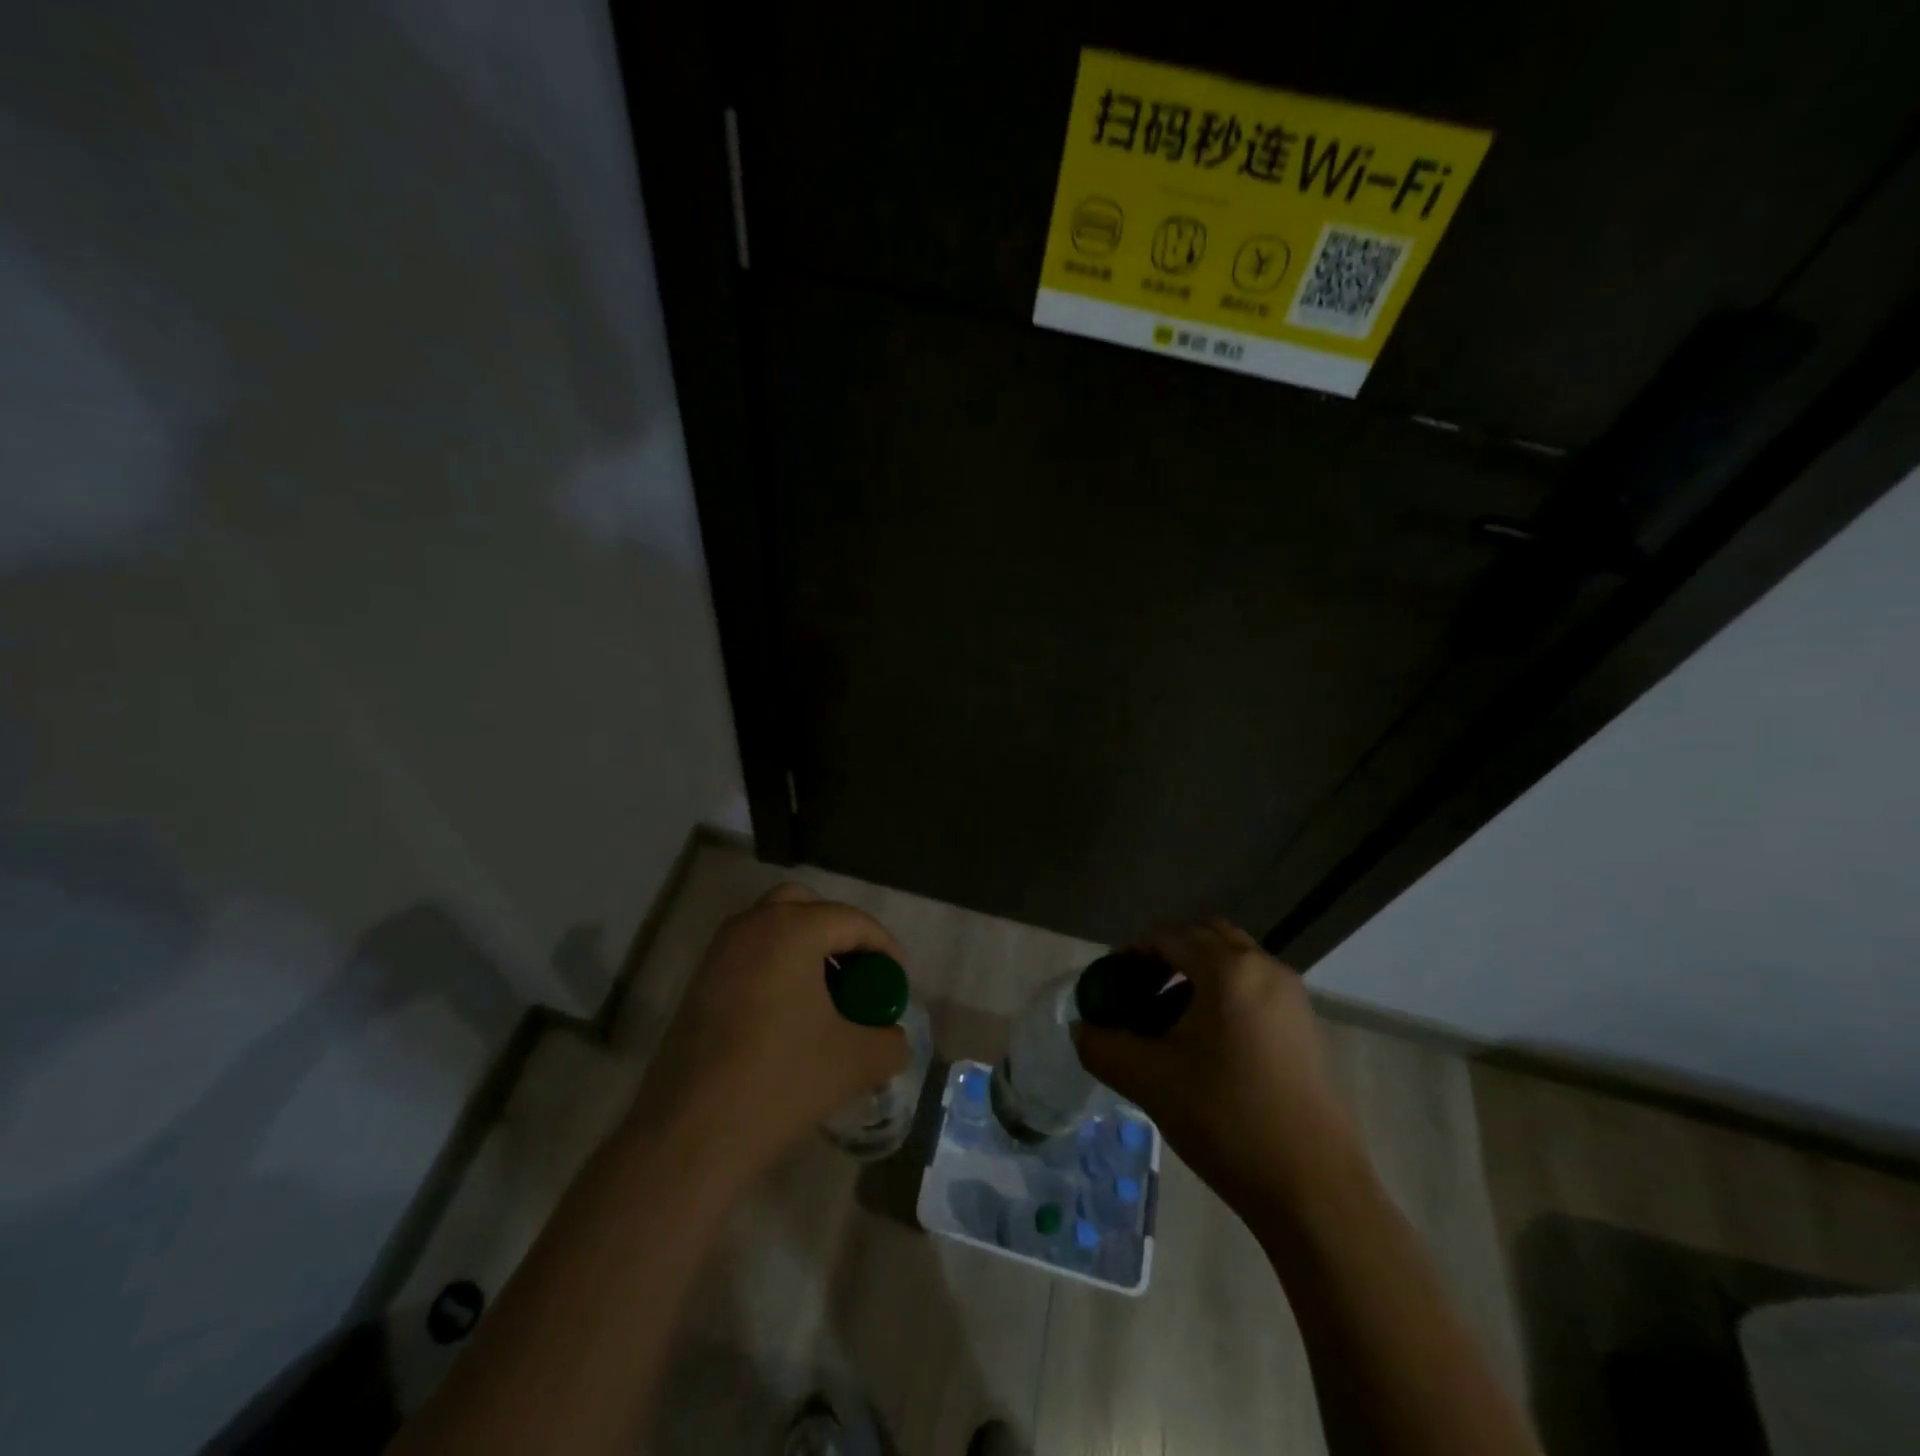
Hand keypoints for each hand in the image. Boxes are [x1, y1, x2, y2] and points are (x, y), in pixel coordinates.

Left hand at [628, 883, 909, 1177]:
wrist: (688, 1137)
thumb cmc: (779, 1082)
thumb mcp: (855, 1062)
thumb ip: (890, 1042)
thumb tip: (895, 1038)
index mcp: (791, 930)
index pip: (851, 920)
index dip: (883, 947)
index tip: (898, 981)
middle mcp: (751, 926)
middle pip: (805, 907)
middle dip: (838, 932)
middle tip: (860, 972)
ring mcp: (718, 953)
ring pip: (772, 928)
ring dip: (805, 949)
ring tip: (829, 996)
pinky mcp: (699, 984)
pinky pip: (750, 955)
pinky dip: (777, 967)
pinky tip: (791, 1016)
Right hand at [1073, 919, 1362, 1220]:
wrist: (1313, 1189)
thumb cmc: (1226, 1119)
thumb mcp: (1150, 1081)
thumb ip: (1104, 1047)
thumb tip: (1081, 1031)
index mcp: (1229, 970)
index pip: (1169, 938)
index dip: (1132, 954)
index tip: (1109, 982)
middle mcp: (1265, 969)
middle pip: (1206, 939)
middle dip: (1167, 957)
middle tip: (1138, 991)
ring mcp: (1291, 998)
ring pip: (1233, 964)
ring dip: (1196, 977)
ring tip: (1166, 1021)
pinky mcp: (1305, 1028)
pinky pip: (1254, 989)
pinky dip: (1223, 997)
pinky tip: (1204, 1045)